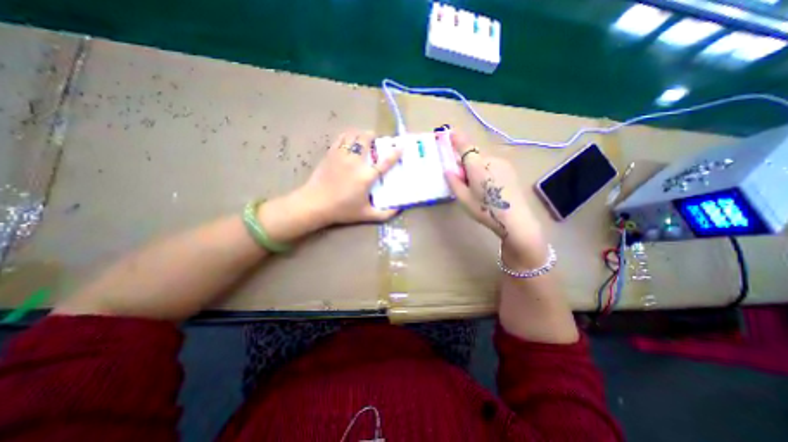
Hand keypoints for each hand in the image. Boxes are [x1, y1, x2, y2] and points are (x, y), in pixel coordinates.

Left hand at [299, 129, 401, 227]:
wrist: (315, 204)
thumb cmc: (342, 210)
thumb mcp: (366, 215)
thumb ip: (384, 214)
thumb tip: (398, 210)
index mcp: (366, 177)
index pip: (384, 162)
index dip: (394, 154)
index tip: (401, 147)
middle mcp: (355, 162)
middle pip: (365, 140)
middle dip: (373, 136)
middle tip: (375, 140)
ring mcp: (341, 156)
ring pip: (352, 135)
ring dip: (360, 134)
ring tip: (363, 138)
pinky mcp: (330, 154)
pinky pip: (340, 138)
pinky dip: (347, 135)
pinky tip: (349, 140)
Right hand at [443, 130, 548, 267]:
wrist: (515, 219)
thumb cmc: (485, 210)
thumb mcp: (463, 199)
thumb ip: (454, 182)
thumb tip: (448, 170)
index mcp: (477, 166)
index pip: (465, 147)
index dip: (457, 139)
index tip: (450, 132)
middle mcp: (491, 160)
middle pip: (474, 156)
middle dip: (466, 163)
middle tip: (463, 181)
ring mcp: (503, 164)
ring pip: (484, 161)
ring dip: (477, 168)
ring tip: (479, 187)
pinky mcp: (510, 169)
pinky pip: (493, 165)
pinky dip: (486, 171)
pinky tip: (490, 187)